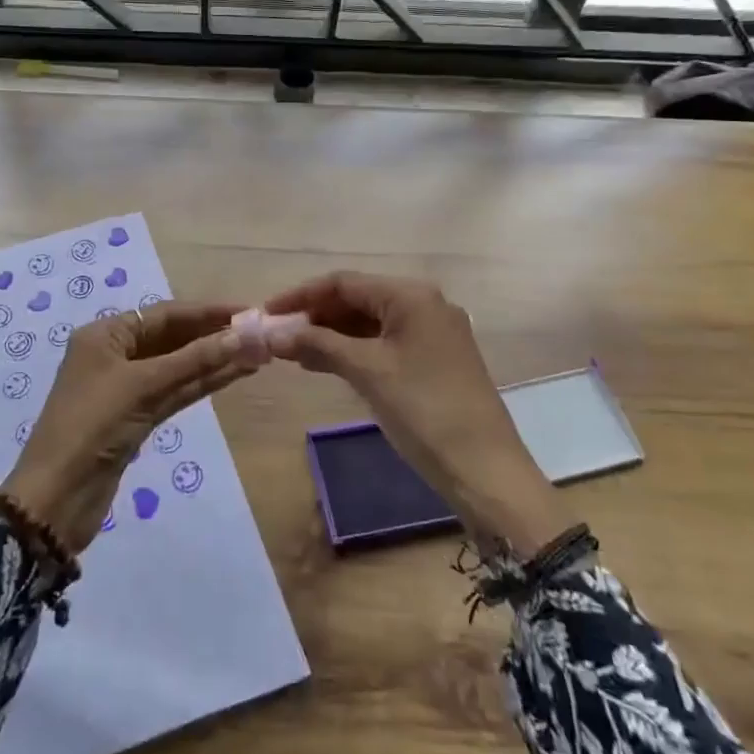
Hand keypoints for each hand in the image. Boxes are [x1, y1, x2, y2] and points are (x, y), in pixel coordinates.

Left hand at [2, 302, 249, 554]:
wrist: (56, 499)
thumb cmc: (93, 426)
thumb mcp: (143, 386)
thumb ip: (194, 360)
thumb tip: (245, 336)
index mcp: (105, 335)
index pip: (164, 314)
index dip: (206, 312)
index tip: (247, 311)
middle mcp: (115, 355)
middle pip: (172, 338)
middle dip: (213, 336)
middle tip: (259, 334)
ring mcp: (126, 389)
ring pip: (177, 367)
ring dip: (214, 361)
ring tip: (257, 353)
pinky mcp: (136, 419)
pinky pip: (174, 392)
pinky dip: (201, 384)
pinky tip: (233, 375)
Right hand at [262, 273, 576, 553]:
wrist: (486, 471)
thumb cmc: (424, 411)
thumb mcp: (367, 372)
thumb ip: (318, 345)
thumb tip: (271, 333)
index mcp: (411, 296)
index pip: (344, 283)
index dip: (301, 296)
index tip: (267, 314)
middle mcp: (424, 305)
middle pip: (356, 299)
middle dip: (315, 316)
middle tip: (278, 337)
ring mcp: (431, 333)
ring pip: (368, 323)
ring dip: (331, 335)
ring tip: (293, 354)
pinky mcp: (433, 360)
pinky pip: (383, 343)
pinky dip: (353, 351)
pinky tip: (325, 365)